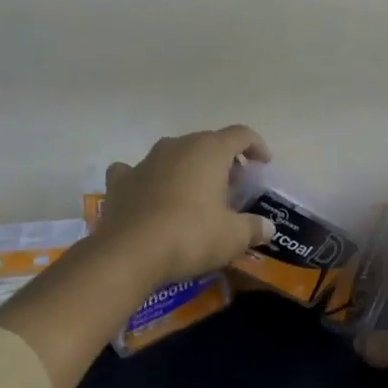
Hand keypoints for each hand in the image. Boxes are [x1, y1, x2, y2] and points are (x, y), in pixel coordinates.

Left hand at [95, 127, 275, 288]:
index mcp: (209, 150)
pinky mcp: (120, 180)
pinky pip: (137, 171)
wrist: (129, 253)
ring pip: (174, 154)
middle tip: (233, 186)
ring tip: (195, 193)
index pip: (241, 134)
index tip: (264, 164)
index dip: (256, 146)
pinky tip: (149, 195)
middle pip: (207, 142)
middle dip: (223, 160)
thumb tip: (267, 227)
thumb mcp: (232, 237)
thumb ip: (254, 228)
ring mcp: (145, 160)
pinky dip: (148, 179)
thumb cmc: (190, 236)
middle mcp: (177, 146)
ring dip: (188, 167)